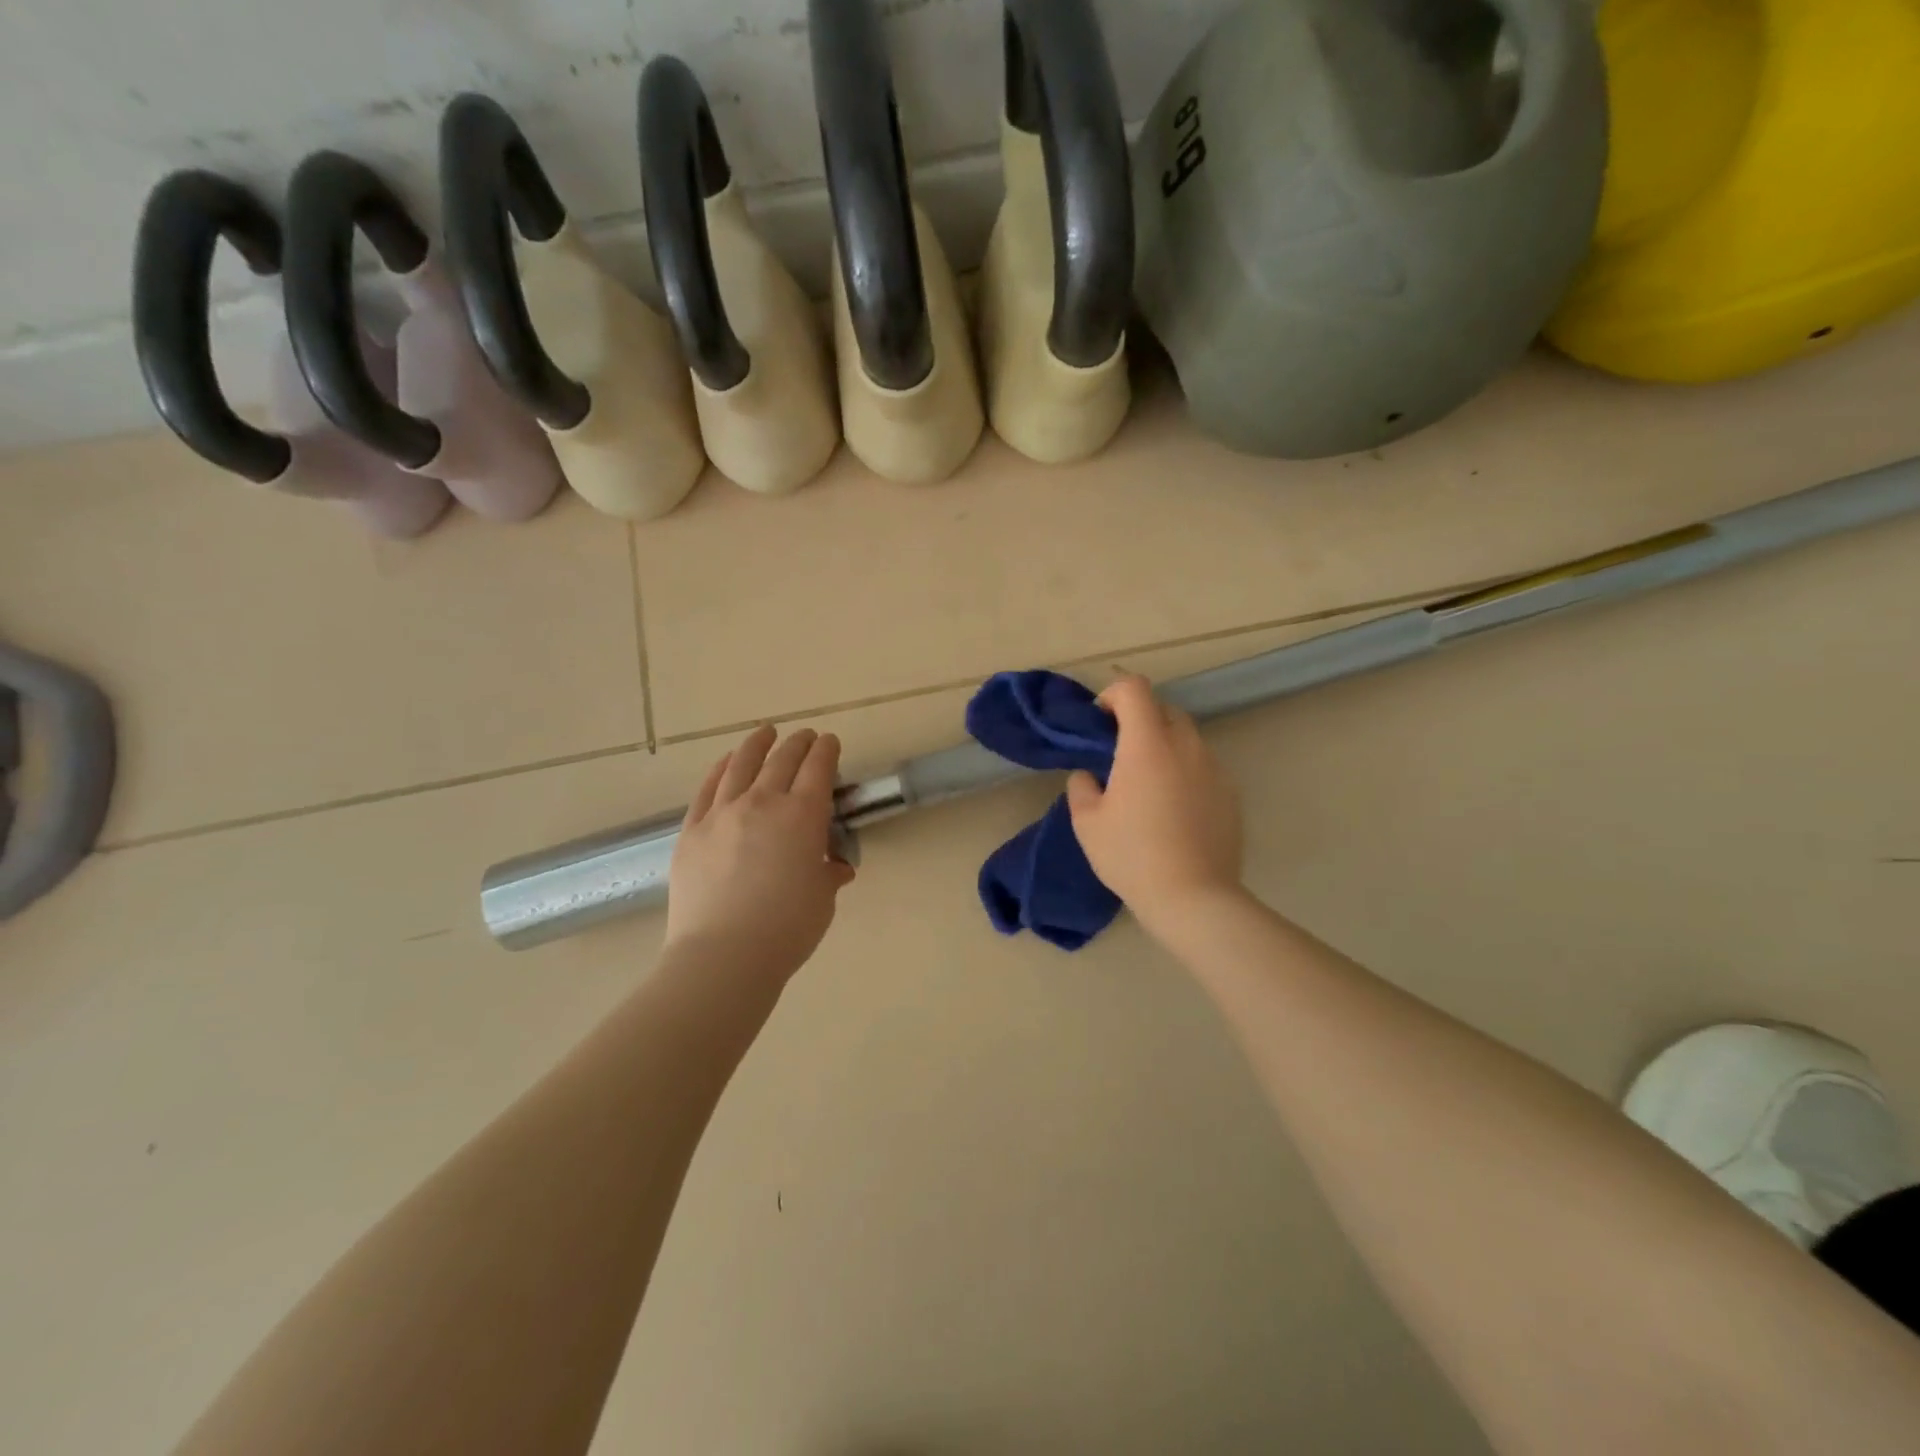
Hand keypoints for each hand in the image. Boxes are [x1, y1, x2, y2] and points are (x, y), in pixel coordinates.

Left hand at [665, 725, 855, 982]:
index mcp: (802, 816)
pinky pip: (708, 789)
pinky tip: (726, 762)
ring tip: (765, 733)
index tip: (830, 742)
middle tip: (804, 736)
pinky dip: (720, 769)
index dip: (827, 750)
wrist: (723, 955)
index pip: (818, 768)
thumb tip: (835, 867)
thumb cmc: (786, 929)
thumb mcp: (822, 899)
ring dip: (757, 745)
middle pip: (782, 760)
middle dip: (797, 743)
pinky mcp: (692, 830)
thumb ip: (828, 873)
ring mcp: (722, 813)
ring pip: (741, 765)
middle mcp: (762, 803)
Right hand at [1066, 675, 1243, 936]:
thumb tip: (1089, 775)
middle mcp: (1186, 746)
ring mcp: (1214, 768)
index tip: (1100, 721)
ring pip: (1186, 737)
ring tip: (1147, 783)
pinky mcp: (1231, 792)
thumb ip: (1082, 787)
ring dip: (1163, 745)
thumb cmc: (1132, 856)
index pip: (1135, 689)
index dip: (1113, 694)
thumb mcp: (1087, 823)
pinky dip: (1184, 770)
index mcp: (1147, 745)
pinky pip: (1203, 765)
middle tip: (1119, 751)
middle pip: (1164, 708)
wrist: (1193, 898)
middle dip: (1139, 718)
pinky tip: (1173, 808)